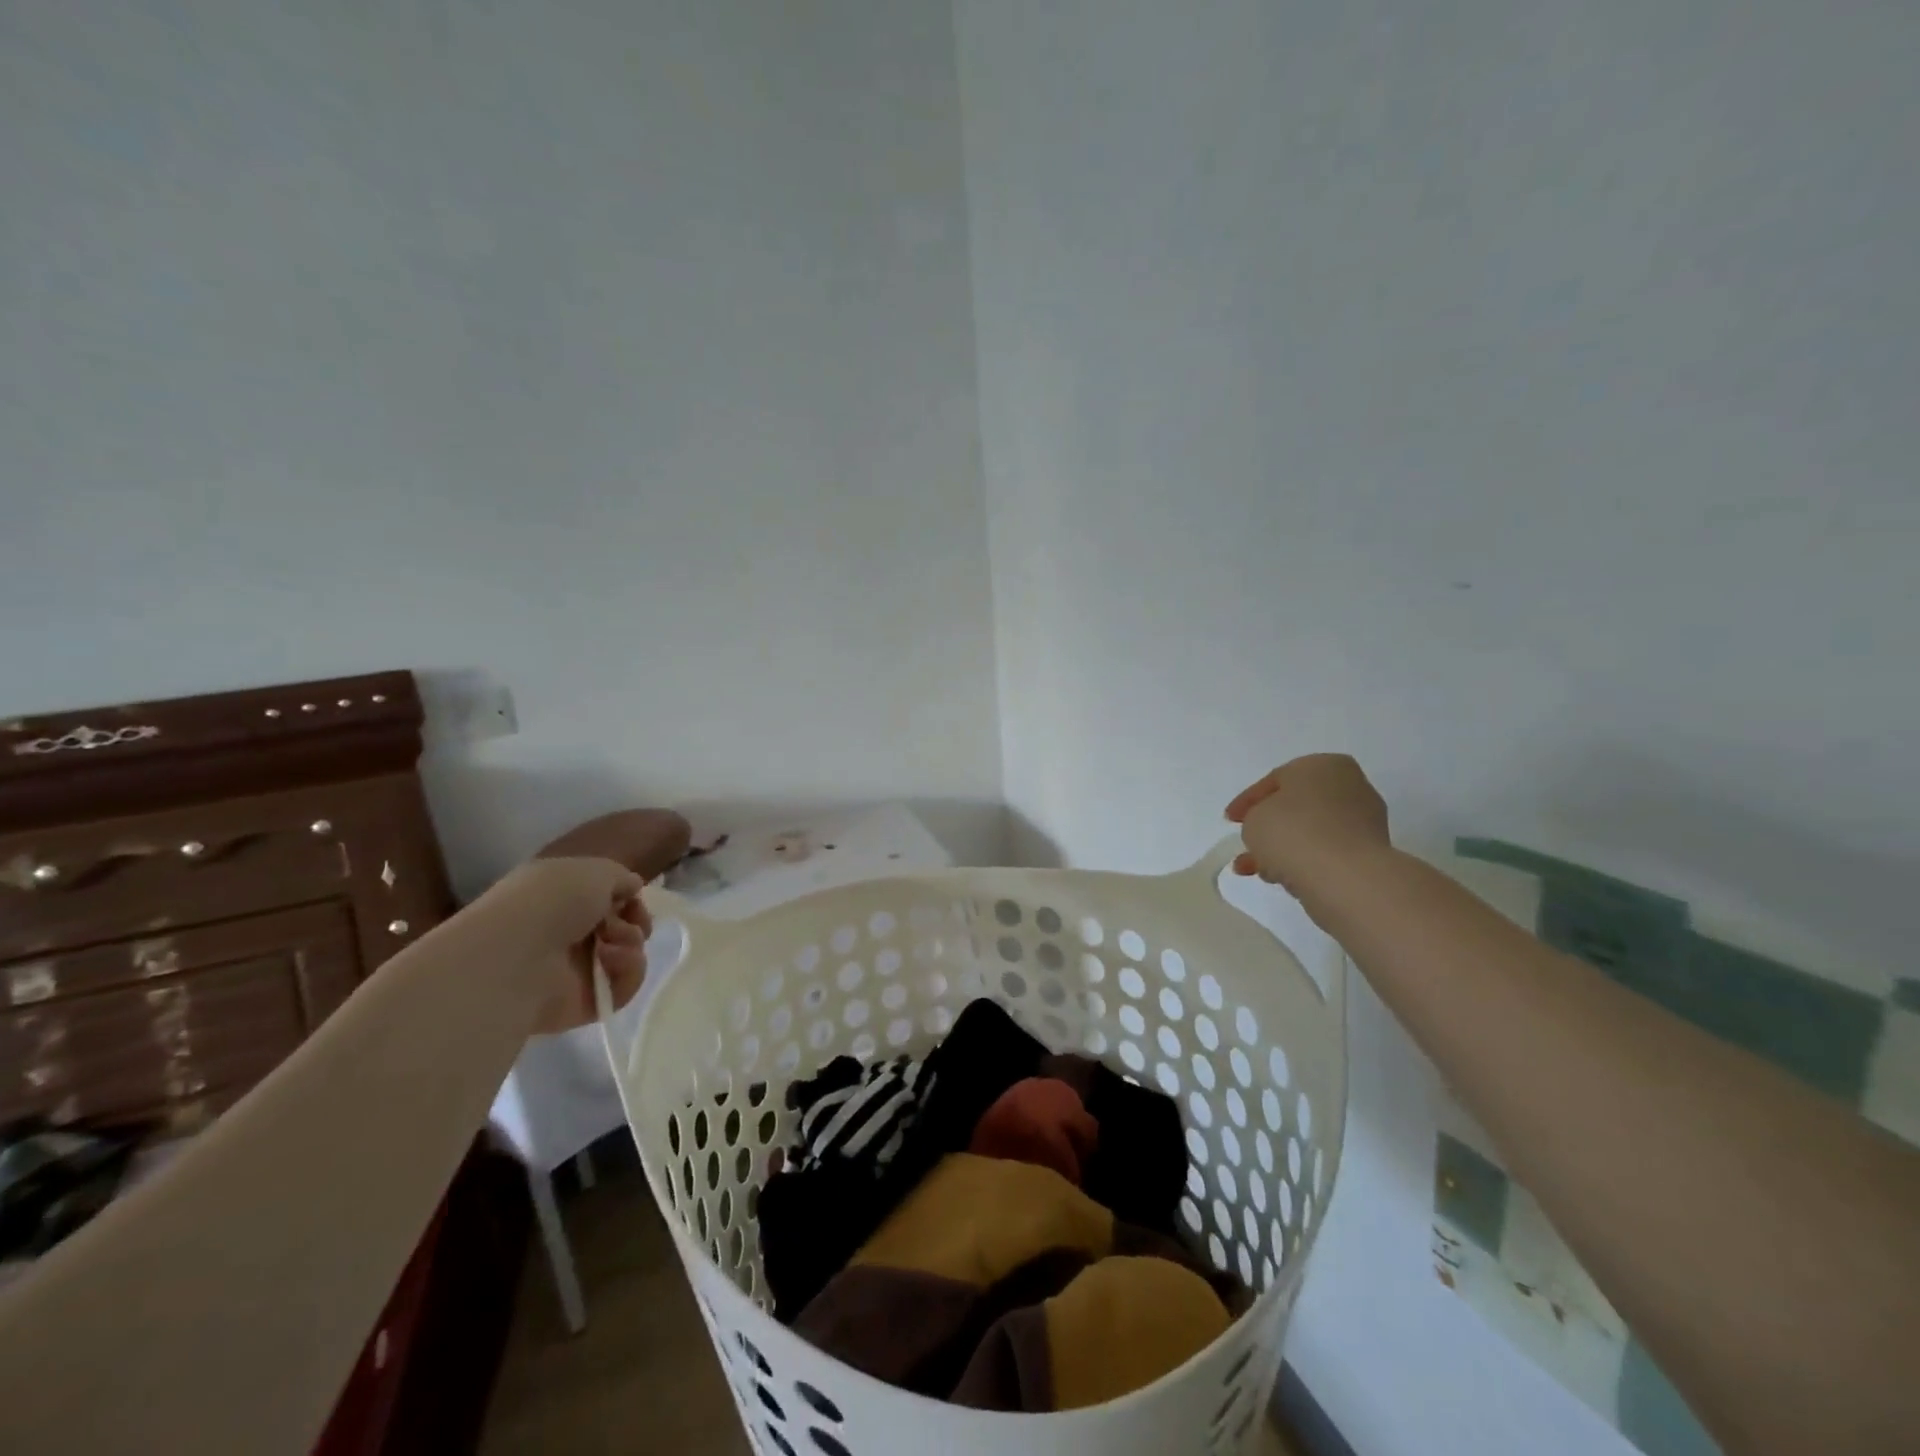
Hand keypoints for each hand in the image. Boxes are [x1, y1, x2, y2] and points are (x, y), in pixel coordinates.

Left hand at [485, 857, 652, 1034]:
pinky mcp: (586, 1002)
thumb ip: (621, 877)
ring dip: (631, 942)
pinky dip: (628, 970)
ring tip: (610, 943)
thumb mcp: (595, 870)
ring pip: (629, 954)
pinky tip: (609, 960)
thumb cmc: (552, 902)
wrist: (515, 956)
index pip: (607, 900)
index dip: (626, 897)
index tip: (631, 897)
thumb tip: (632, 888)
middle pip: (623, 927)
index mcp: (561, 900)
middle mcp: (568, 934)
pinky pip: (625, 987)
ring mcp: (576, 970)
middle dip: (634, 921)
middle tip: (624, 922)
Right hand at [1224, 754, 1390, 892]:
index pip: (1276, 779)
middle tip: (1246, 843)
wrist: (1344, 876)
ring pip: (1310, 832)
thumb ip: (1255, 817)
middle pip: (1296, 806)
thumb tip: (1269, 828)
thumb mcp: (1254, 818)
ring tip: (1256, 870)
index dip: (1247, 801)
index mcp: (1323, 765)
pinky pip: (1325, 852)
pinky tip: (1281, 877)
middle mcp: (1349, 786)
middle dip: (1268, 827)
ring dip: (1281, 848)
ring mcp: (1364, 820)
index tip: (1230, 821)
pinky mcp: (1369, 853)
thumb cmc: (1294, 832)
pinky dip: (1302, 861)